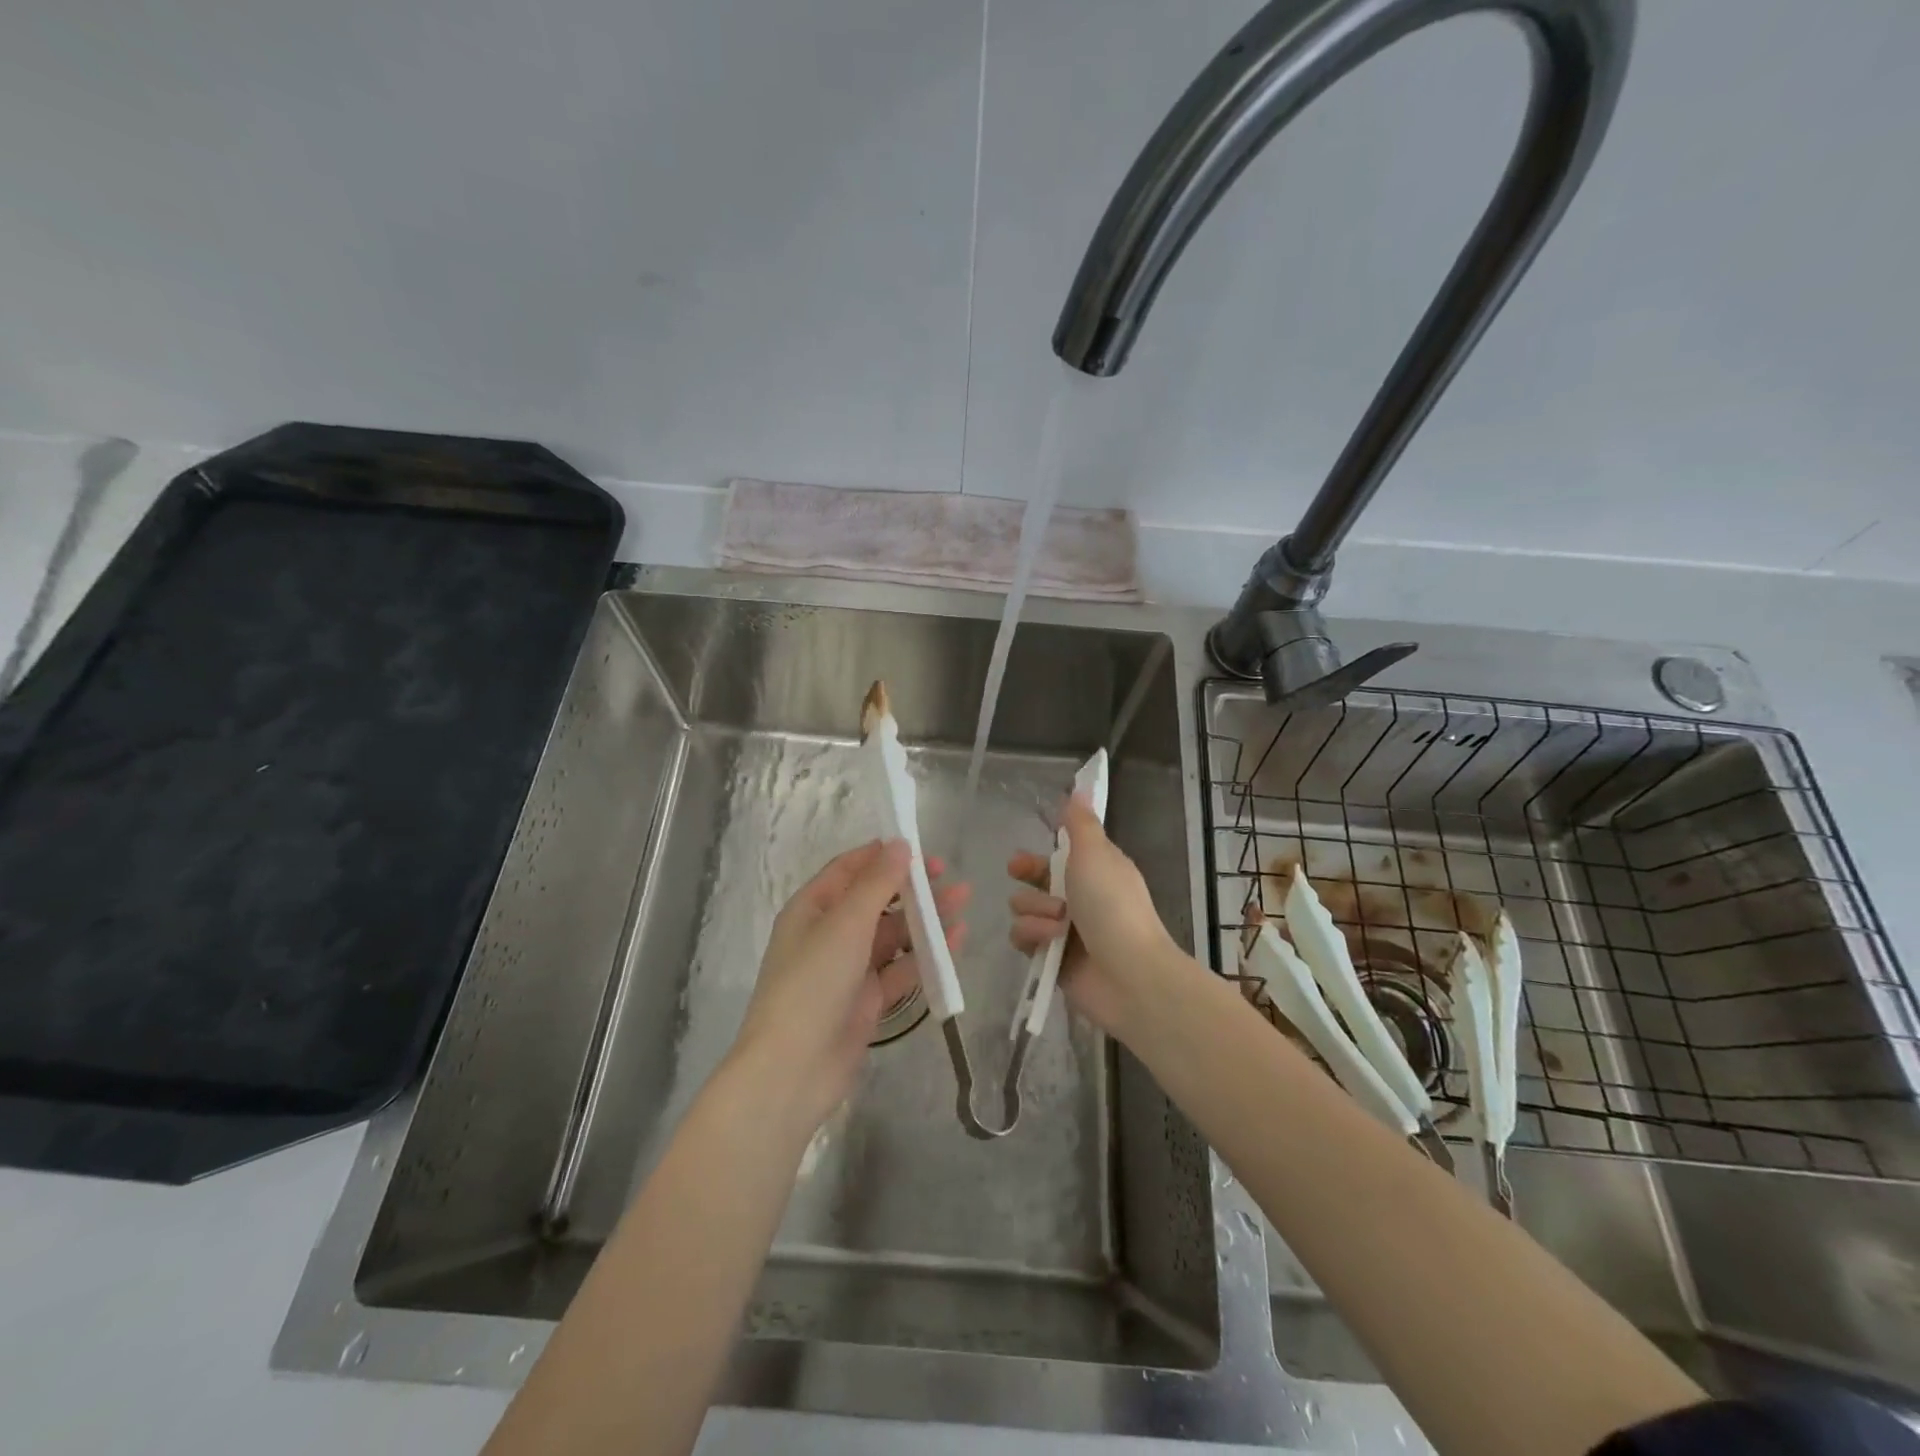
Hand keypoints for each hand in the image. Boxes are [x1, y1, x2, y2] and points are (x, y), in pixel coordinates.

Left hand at [731, 840, 968, 1137]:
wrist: (793, 1070)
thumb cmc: (813, 983)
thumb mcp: (845, 924)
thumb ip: (877, 883)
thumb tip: (899, 844)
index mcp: (812, 909)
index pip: (848, 870)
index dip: (881, 856)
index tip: (919, 846)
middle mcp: (829, 934)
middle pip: (875, 900)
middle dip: (910, 886)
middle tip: (948, 874)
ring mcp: (849, 969)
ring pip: (893, 934)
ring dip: (925, 918)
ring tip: (963, 900)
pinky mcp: (868, 1000)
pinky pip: (901, 968)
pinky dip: (926, 955)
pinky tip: (956, 940)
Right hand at [1007, 794, 1180, 1037]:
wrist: (1128, 973)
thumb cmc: (1112, 905)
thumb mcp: (1095, 853)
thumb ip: (1080, 823)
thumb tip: (1079, 788)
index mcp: (1094, 871)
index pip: (1057, 857)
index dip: (1037, 855)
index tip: (1023, 855)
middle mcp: (1078, 898)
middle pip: (1035, 881)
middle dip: (1027, 877)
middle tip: (1018, 874)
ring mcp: (1064, 930)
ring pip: (1024, 908)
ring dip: (1036, 910)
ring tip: (1058, 922)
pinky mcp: (1051, 959)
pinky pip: (1023, 938)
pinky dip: (1034, 936)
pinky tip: (1050, 941)